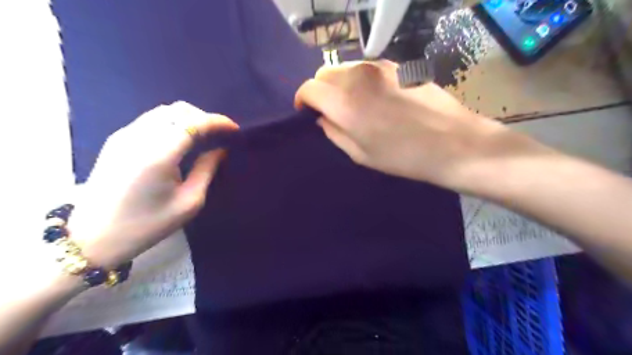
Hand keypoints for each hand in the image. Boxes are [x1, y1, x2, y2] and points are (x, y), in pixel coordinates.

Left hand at [66, 102, 236, 267]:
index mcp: (158, 155)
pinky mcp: (117, 140)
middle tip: (220, 135)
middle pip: (178, 110)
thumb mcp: (189, 202)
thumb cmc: (147, 225)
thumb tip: (220, 149)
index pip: (193, 123)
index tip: (235, 129)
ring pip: (164, 111)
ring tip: (204, 135)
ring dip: (189, 118)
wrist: (94, 237)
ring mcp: (124, 136)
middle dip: (205, 118)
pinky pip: (151, 119)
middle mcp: (139, 138)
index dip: (217, 122)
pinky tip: (181, 139)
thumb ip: (207, 170)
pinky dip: (172, 122)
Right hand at [296, 60, 512, 190]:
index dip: (303, 99)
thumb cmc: (402, 156)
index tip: (306, 111)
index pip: (309, 87)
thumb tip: (323, 117)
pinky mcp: (398, 65)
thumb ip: (334, 131)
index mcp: (345, 102)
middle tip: (330, 110)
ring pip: (346, 67)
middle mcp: (358, 76)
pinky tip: (375, 97)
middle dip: (321, 90)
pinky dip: (361, 80)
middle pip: (325, 72)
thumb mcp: (360, 154)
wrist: (452, 143)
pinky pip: (367, 68)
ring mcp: (380, 67)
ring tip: (354, 104)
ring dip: (340, 83)